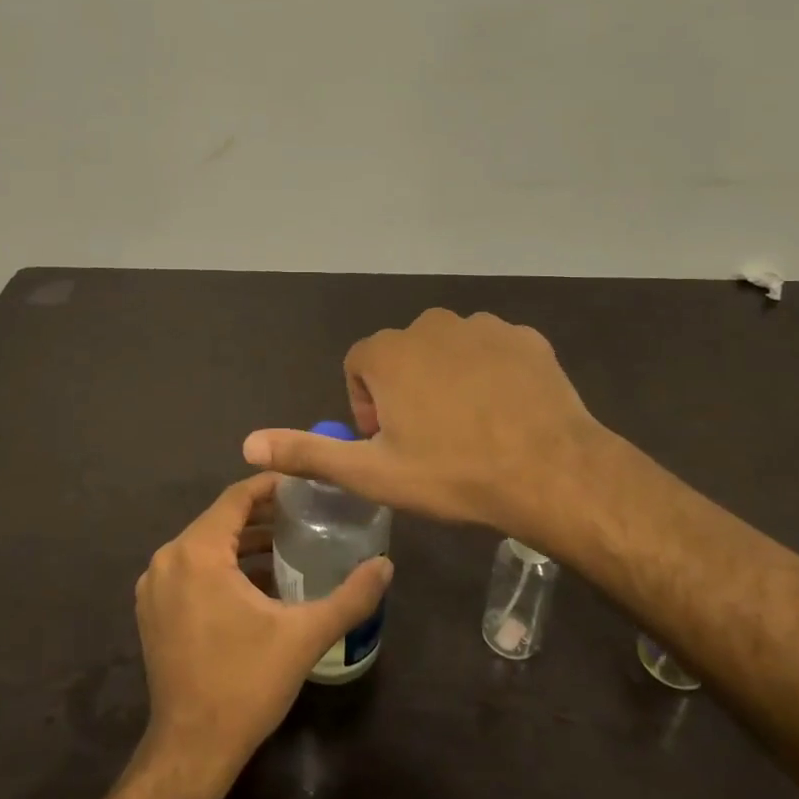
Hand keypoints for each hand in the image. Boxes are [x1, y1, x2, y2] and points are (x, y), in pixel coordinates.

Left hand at [136, 474, 392, 774]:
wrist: (191, 750)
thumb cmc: (245, 684)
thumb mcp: (304, 636)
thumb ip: (350, 597)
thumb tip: (386, 566)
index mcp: (197, 553)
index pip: (236, 498)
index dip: (271, 486)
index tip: (305, 485)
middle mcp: (168, 559)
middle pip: (220, 520)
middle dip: (262, 515)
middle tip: (306, 516)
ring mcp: (155, 586)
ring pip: (205, 546)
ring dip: (244, 543)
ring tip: (289, 547)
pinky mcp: (153, 610)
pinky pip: (192, 570)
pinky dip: (223, 567)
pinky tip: (258, 584)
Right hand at [242, 308, 606, 540]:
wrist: (550, 472)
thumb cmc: (451, 473)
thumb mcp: (371, 473)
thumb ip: (307, 453)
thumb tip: (248, 444)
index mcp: (389, 352)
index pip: (359, 367)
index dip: (366, 407)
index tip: (389, 444)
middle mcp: (431, 325)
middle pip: (402, 356)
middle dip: (405, 392)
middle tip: (428, 442)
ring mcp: (483, 326)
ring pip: (447, 352)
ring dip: (447, 381)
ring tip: (469, 430)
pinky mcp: (524, 338)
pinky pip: (492, 352)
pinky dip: (490, 375)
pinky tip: (505, 414)